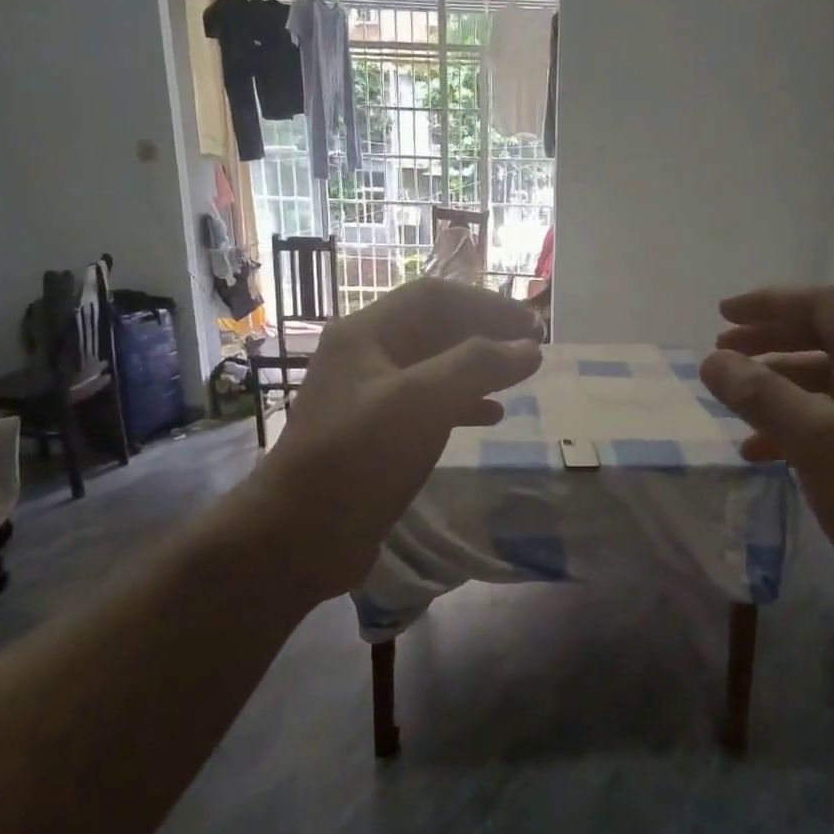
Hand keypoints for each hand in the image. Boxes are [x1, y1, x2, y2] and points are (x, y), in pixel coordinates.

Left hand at [235, 278, 542, 602]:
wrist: (302, 535)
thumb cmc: (359, 457)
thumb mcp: (421, 401)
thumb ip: (477, 366)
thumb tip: (529, 347)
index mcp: (365, 334)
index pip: (434, 297)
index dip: (487, 304)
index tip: (532, 324)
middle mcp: (365, 356)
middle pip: (435, 328)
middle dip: (485, 333)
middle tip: (531, 349)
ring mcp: (369, 396)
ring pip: (434, 367)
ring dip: (477, 368)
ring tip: (518, 379)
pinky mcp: (378, 434)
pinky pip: (428, 404)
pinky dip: (463, 403)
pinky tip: (491, 417)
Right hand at [698, 286, 833, 618]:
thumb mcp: (818, 442)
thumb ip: (761, 396)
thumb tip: (711, 361)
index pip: (822, 306)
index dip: (768, 304)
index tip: (720, 314)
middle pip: (822, 339)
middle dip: (768, 342)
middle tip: (721, 353)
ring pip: (823, 383)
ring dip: (776, 387)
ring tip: (732, 401)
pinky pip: (831, 421)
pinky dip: (793, 427)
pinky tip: (759, 451)